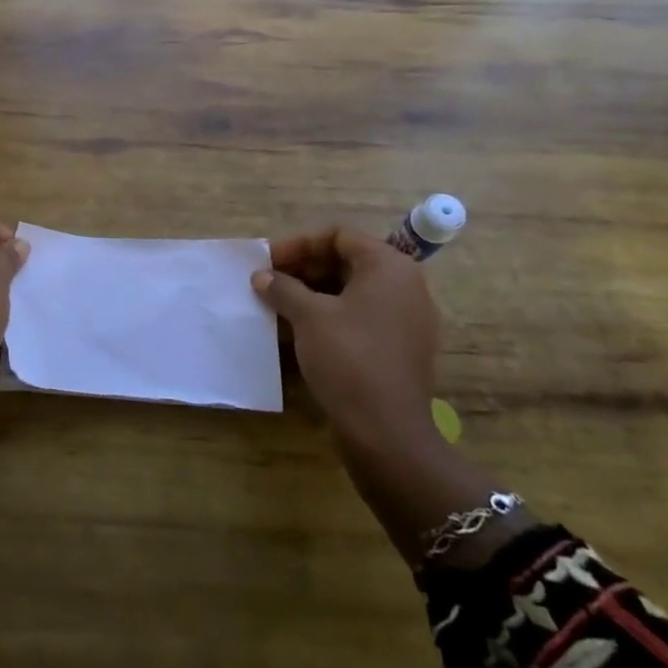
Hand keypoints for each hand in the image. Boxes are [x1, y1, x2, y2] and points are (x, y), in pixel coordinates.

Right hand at [251, 227, 440, 458]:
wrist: (386, 431)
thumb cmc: (348, 358)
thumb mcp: (308, 317)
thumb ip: (283, 288)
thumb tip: (262, 276)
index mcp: (389, 267)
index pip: (339, 235)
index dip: (299, 244)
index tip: (267, 261)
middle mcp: (404, 286)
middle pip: (346, 261)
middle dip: (303, 269)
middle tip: (268, 283)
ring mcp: (405, 319)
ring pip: (351, 291)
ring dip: (312, 294)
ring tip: (277, 307)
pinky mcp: (399, 348)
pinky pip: (360, 317)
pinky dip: (328, 317)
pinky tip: (297, 332)